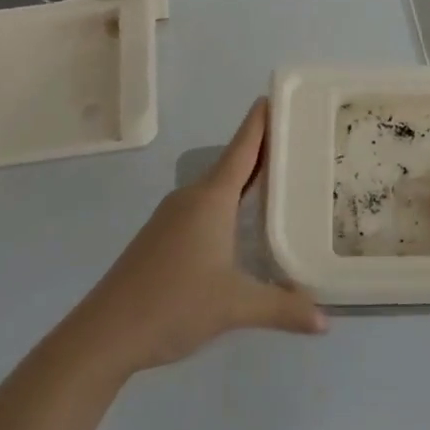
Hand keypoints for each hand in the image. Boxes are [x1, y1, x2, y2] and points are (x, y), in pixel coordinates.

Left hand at [77, 100, 326, 374]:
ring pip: (217, 186)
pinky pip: (204, 205)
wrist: (104, 334)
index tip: (278, 95)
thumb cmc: (173, 304)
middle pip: (233, 162)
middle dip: (263, 150)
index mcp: (212, 198)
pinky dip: (228, 202)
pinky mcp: (162, 236)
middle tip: (298, 140)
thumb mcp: (235, 306)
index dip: (261, 121)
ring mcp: (173, 216)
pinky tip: (242, 223)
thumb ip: (282, 309)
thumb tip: (325, 321)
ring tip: (279, 179)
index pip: (243, 147)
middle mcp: (192, 197)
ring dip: (245, 178)